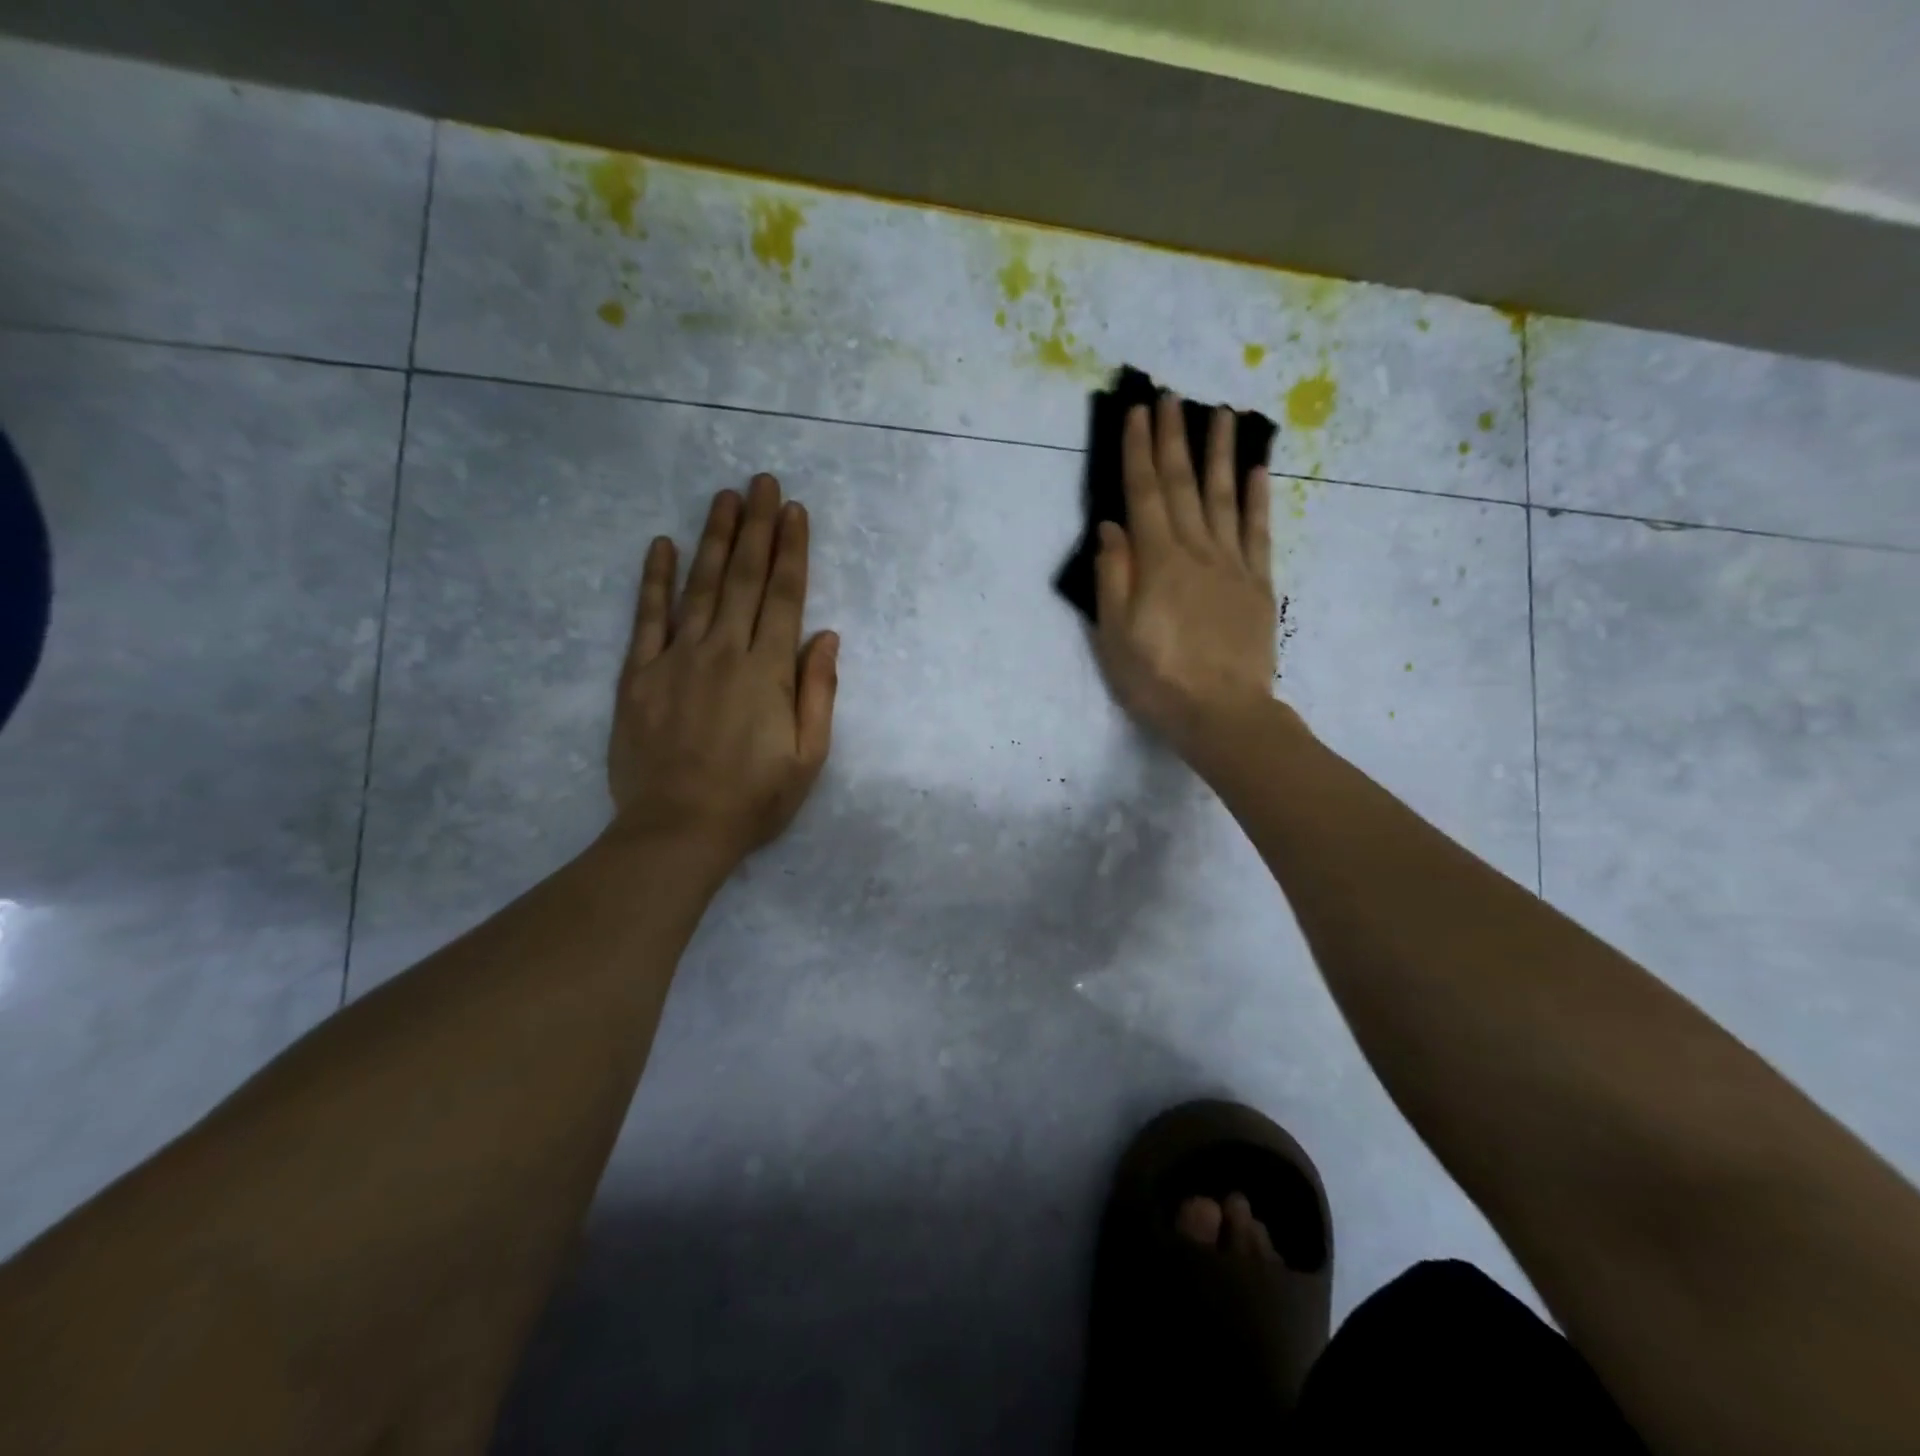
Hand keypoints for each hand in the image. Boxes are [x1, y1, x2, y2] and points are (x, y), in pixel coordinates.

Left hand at [607, 474, 837, 870]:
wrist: (677, 831)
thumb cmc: (753, 800)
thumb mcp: (808, 757)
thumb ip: (818, 692)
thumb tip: (826, 636)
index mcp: (768, 672)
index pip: (784, 597)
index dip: (792, 551)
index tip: (795, 512)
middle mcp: (724, 652)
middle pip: (745, 579)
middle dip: (758, 528)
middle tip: (763, 482)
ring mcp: (677, 660)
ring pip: (700, 586)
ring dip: (715, 539)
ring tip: (725, 498)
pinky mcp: (639, 676)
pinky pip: (647, 618)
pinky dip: (654, 579)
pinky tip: (661, 544)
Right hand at [1093, 394, 1277, 756]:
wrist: (1223, 713)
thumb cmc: (1157, 679)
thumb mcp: (1114, 635)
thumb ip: (1114, 577)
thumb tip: (1112, 526)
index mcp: (1157, 562)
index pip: (1144, 494)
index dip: (1140, 450)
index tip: (1138, 411)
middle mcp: (1196, 550)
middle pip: (1183, 484)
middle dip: (1175, 437)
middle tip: (1173, 395)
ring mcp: (1232, 564)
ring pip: (1225, 496)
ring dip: (1220, 453)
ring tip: (1221, 413)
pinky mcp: (1257, 583)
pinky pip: (1258, 530)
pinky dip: (1258, 497)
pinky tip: (1257, 469)